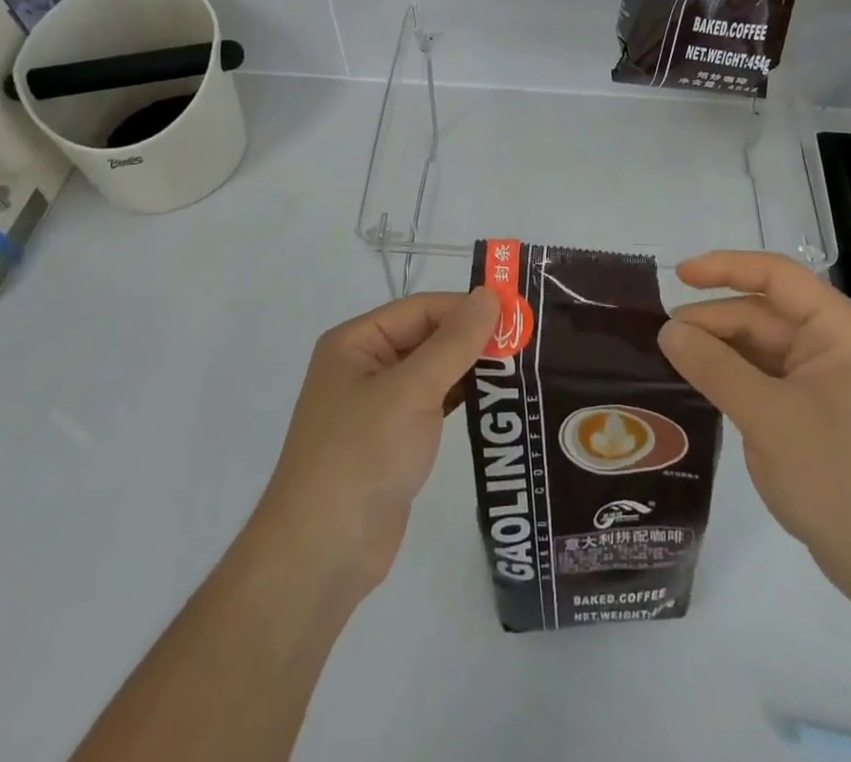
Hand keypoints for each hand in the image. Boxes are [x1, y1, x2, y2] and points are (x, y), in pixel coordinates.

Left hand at [253, 287, 498, 600]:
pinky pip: (433, 406)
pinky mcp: (393, 442)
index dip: (467, 308)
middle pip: (427, 337)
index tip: (517, 315)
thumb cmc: (362, 455)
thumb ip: (455, 342)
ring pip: (433, 372)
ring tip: (522, 368)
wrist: (322, 556)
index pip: (422, 309)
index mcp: (356, 342)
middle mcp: (364, 366)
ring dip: (471, 370)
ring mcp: (377, 407)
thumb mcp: (412, 391)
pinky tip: (496, 401)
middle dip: (473, 339)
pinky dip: (462, 400)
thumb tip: (490, 294)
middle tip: (527, 342)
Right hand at [657, 252, 850, 595]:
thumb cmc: (839, 478)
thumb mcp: (766, 417)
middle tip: (662, 339)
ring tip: (672, 360)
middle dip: (715, 321)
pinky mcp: (819, 410)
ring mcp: (830, 379)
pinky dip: (735, 377)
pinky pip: (769, 376)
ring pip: (763, 346)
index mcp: (841, 329)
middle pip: (764, 313)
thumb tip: (668, 330)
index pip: (776, 276)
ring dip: (720, 350)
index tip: (678, 275)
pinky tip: (701, 384)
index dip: (724, 267)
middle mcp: (838, 343)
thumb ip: (713, 367)